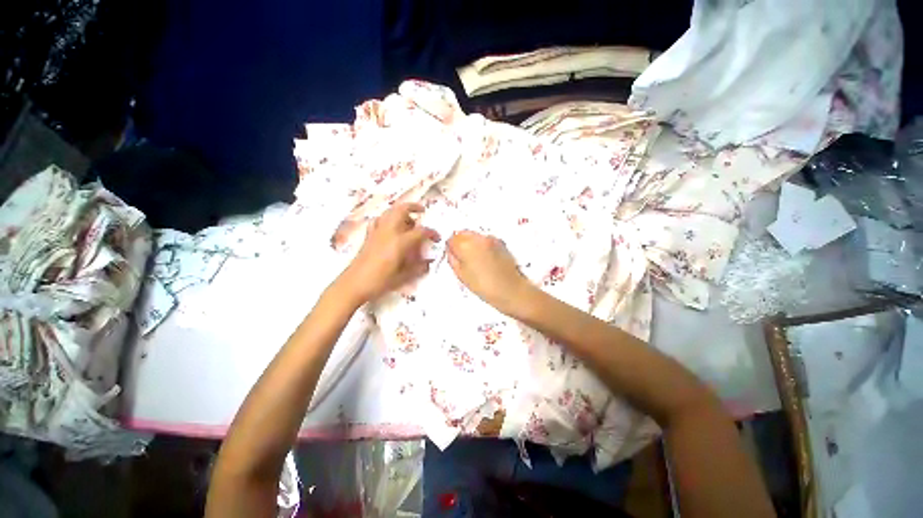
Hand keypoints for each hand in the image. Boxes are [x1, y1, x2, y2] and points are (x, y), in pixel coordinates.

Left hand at [338, 203, 439, 304]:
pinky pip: (378, 220)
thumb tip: (428, 262)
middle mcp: (388, 232)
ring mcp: (377, 232)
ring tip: (408, 219)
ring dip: (400, 211)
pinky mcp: (368, 236)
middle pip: (401, 210)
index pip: (420, 231)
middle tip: (422, 211)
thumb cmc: (379, 281)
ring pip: (389, 212)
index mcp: (399, 242)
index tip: (437, 238)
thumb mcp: (403, 277)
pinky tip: (389, 226)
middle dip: (413, 207)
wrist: (353, 285)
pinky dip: (386, 218)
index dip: (431, 233)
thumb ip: (418, 268)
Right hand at [446, 230, 531, 314]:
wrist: (510, 290)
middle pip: (463, 233)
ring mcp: (491, 239)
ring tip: (475, 260)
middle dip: (460, 243)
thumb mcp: (462, 275)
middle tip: (462, 258)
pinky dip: (482, 245)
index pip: (452, 238)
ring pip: (475, 235)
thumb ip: (453, 259)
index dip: (450, 247)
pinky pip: (485, 240)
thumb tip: (451, 252)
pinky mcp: (500, 242)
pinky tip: (485, 259)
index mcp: (466, 245)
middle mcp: (479, 238)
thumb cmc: (486, 286)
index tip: (452, 255)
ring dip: (472, 243)